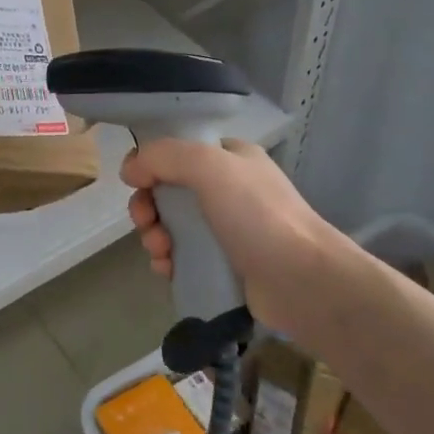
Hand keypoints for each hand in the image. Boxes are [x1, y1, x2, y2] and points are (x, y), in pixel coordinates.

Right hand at [122, 138, 357, 347]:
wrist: (303, 281)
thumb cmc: (258, 216)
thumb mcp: (209, 166)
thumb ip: (164, 157)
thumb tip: (129, 170)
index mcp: (229, 158)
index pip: (176, 151)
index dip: (150, 165)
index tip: (137, 184)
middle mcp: (227, 189)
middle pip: (167, 190)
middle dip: (148, 207)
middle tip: (147, 223)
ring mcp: (226, 229)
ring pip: (170, 225)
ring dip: (153, 236)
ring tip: (161, 252)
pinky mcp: (223, 265)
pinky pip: (181, 256)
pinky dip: (167, 260)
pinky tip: (167, 269)